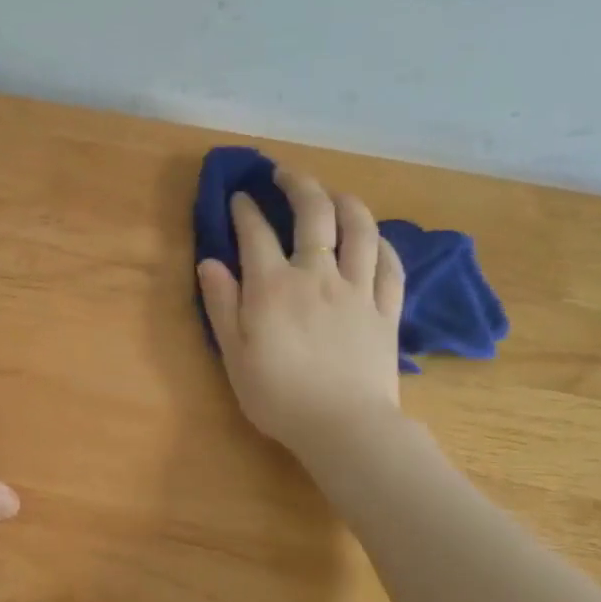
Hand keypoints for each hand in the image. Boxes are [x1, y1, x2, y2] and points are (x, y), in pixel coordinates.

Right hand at [196, 169, 406, 460]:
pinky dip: (382, 244)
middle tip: (285, 174)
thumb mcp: (233, 353)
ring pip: (360, 230)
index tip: (239, 197)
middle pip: (314, 215)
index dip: (245, 209)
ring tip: (334, 193)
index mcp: (273, 286)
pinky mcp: (386, 311)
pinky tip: (374, 238)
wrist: (343, 427)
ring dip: (346, 202)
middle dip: (298, 185)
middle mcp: (318, 276)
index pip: (256, 233)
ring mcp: (358, 291)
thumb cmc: (277, 395)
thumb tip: (209, 262)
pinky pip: (391, 266)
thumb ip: (221, 303)